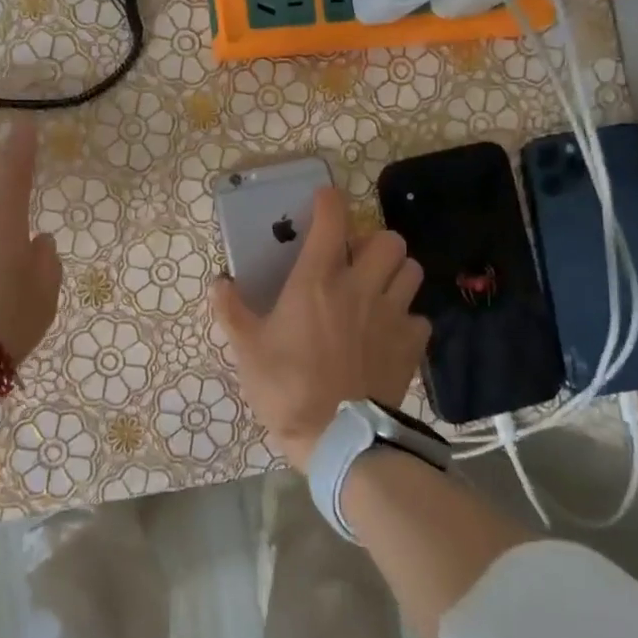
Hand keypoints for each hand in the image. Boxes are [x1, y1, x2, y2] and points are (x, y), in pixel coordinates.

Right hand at [210, 186, 430, 472]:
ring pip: (411, 270)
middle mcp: (360, 287)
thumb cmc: (286, 387)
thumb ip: (231, 311)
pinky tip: (389, 332)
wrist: (338, 437)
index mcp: (316, 281)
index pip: (332, 221)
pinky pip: (419, 316)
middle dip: (373, 242)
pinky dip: (407, 317)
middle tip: (355, 260)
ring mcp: (391, 315)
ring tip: (377, 289)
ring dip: (395, 272)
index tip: (323, 200)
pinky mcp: (411, 344)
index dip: (329, 202)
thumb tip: (219, 282)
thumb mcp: (247, 349)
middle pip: (388, 239)